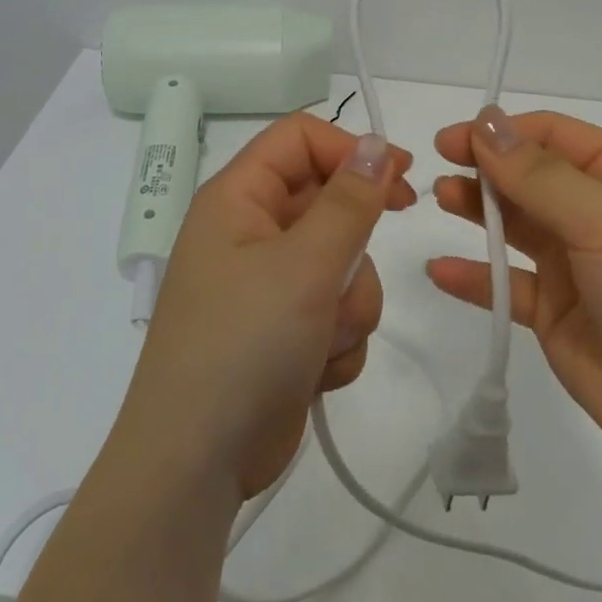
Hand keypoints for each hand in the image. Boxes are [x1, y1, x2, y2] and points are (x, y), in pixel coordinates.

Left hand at [122, 112, 415, 497]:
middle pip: (329, 204)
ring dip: (348, 303)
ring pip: (342, 264)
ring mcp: (268, 285)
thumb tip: (376, 143)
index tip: (402, 177)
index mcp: (238, 198)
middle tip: (349, 275)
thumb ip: (349, 201)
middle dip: (352, 247)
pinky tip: (315, 371)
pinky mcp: (285, 330)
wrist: (198, 462)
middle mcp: (250, 232)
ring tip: (322, 339)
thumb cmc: (244, 344)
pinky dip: (337, 339)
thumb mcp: (304, 265)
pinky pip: (336, 311)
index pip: (300, 138)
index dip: (351, 149)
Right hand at [428, 106, 601, 466]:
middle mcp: (601, 214)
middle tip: (439, 168)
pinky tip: (441, 270)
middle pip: (531, 177)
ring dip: (478, 210)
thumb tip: (486, 122)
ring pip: (516, 225)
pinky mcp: (557, 313)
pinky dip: (475, 275)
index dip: (504, 132)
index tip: (454, 138)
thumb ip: (539, 174)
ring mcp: (578, 265)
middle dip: (486, 169)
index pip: (556, 136)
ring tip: (440, 201)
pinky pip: (508, 284)